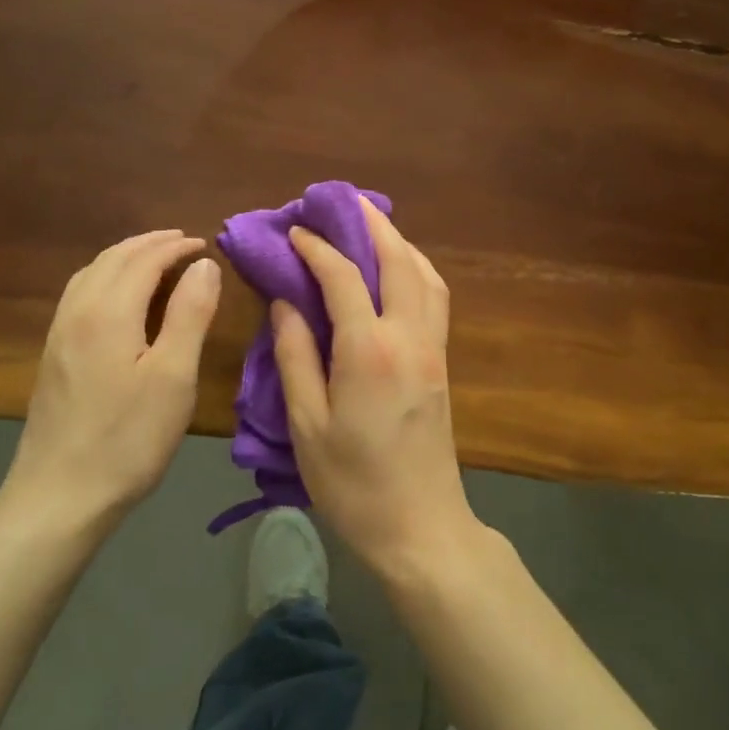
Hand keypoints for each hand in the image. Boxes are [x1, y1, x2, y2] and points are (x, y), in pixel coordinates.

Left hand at [0, 230, 221, 526]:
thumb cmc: (128, 438)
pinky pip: (80, 294)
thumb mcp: (174, 376)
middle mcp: (78, 311)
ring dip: (125, 257)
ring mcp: (59, 334)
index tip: (205, 245)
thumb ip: (190, 314)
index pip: (144, 259)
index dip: (176, 247)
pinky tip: (118, 297)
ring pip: (91, 273)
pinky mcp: (53, 355)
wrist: (59, 497)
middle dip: (150, 244)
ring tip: (155, 259)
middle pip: (113, 258)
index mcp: (108, 311)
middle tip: (184, 243)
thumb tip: (203, 264)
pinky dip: (106, 277)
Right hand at [273, 198, 481, 575]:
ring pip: (425, 275)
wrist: (421, 527)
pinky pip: (434, 297)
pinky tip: (398, 270)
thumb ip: (295, 356)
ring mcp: (433, 348)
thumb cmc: (353, 483)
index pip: (343, 277)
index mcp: (369, 351)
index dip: (317, 248)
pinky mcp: (442, 363)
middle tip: (344, 202)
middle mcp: (409, 337)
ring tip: (372, 227)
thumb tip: (286, 302)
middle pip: (398, 261)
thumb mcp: (306, 424)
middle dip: (372, 224)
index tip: (295, 231)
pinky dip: (416, 269)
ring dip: (400, 242)